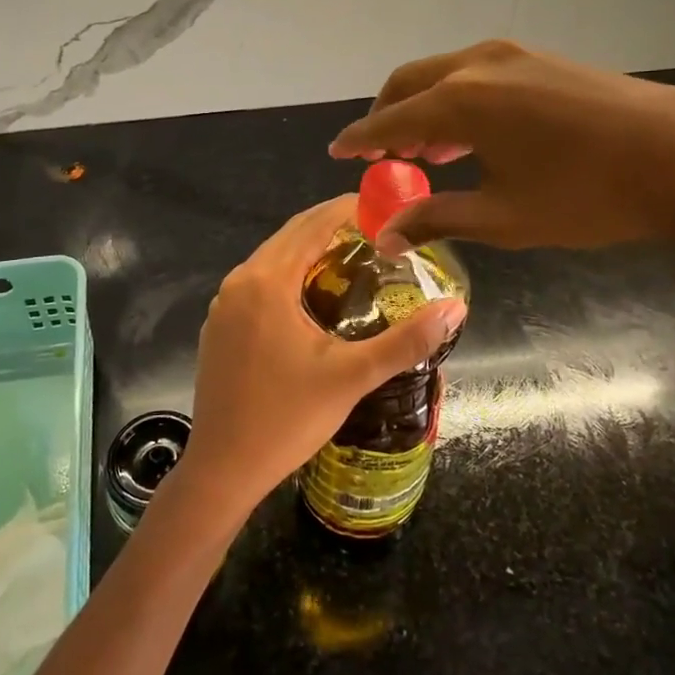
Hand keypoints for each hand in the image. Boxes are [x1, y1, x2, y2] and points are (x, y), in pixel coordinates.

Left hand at [175, 195, 466, 518]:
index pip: (312, 224)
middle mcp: (239, 281)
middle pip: (290, 235)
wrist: (223, 468)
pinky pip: (259, 282)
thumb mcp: (352, 377)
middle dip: (332, 226)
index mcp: (267, 281)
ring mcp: (224, 303)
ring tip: (355, 258)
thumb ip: (406, 340)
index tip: (385, 206)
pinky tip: (314, 295)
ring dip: (310, 250)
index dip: (349, 209)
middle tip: (379, 232)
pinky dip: (288, 273)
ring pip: (273, 258)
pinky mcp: (219, 325)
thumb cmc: (287, 419)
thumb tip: (456, 307)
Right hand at [328, 40, 674, 291]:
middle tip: (379, 155)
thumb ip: (436, 219)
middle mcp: (476, 64)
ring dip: (422, 107)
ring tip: (423, 149)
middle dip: (386, 117)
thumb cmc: (587, 194)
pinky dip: (456, 99)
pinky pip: (475, 73)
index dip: (358, 140)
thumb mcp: (503, 216)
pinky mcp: (541, 58)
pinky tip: (470, 133)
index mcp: (459, 100)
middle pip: (409, 83)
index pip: (388, 120)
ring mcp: (513, 55)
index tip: (336, 152)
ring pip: (443, 74)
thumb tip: (385, 237)